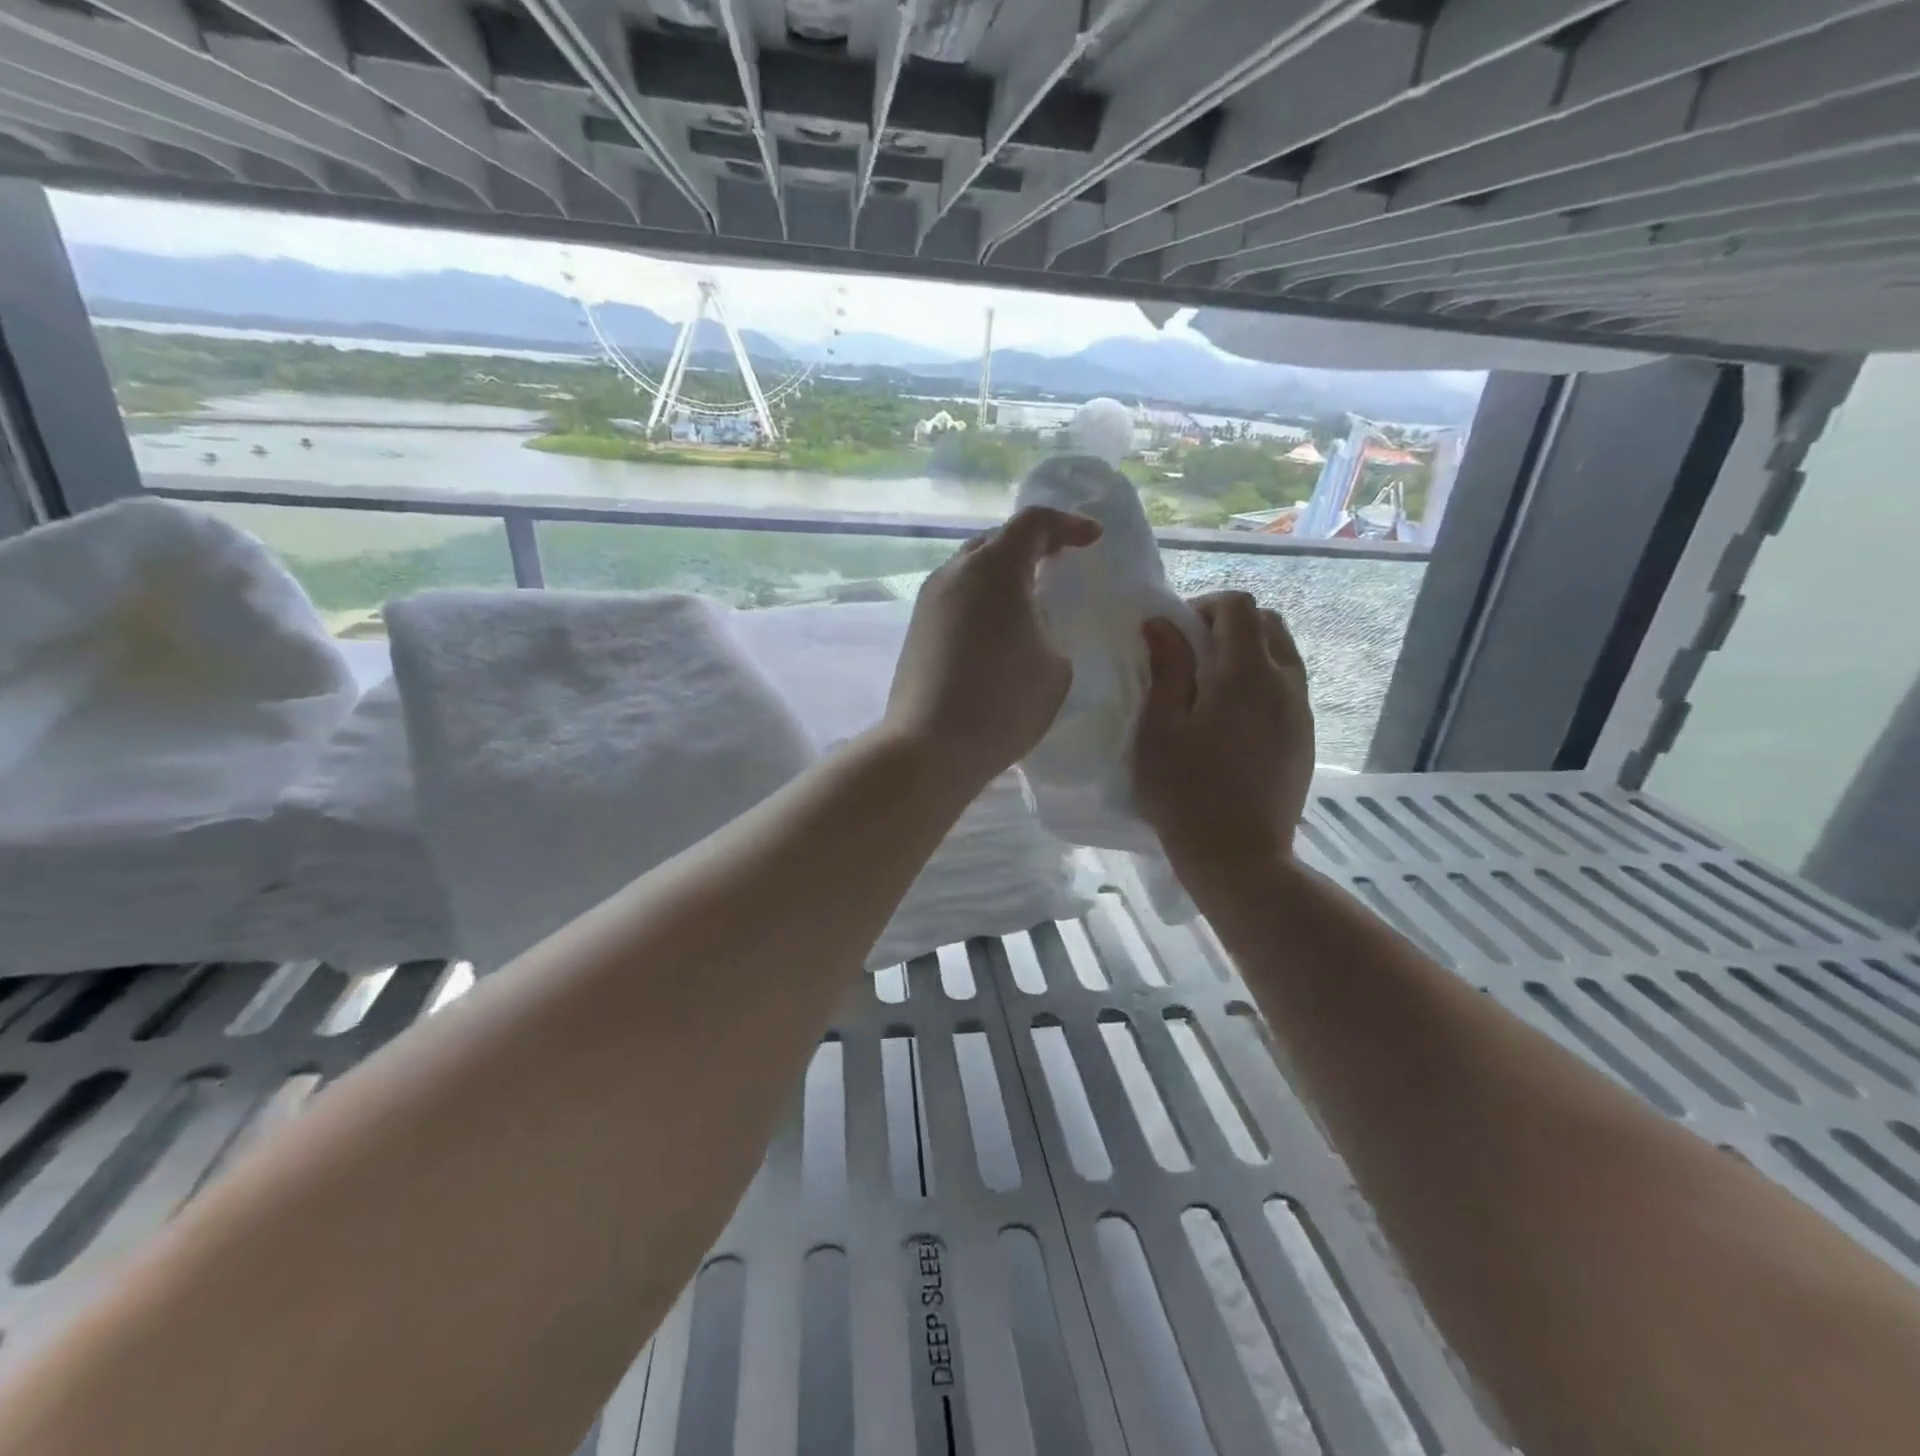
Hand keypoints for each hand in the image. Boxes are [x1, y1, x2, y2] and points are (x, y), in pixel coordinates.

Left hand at [884, 506, 1100, 785]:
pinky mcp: (917, 630)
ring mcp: (929, 601)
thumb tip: (1031, 627)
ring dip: (1003, 575)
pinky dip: (983, 600)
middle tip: (1060, 562)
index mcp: (994, 568)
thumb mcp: (1055, 666)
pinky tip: (998, 629)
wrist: (930, 747)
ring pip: (972, 569)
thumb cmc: (1002, 703)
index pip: (1033, 523)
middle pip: (996, 540)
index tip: (1092, 539)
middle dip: (1033, 545)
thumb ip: (1051, 630)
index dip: (1067, 525)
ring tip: (1030, 597)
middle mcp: (955, 573)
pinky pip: (957, 597)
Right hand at [1134, 591, 1315, 871]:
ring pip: (1283, 656)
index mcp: (1247, 674)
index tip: (1174, 635)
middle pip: (1269, 624)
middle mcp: (1285, 683)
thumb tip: (1162, 623)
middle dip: (1229, 625)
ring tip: (1210, 687)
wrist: (1238, 857)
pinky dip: (1261, 683)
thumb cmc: (1185, 792)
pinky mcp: (1305, 739)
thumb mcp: (1160, 727)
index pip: (1239, 607)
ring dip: (1248, 653)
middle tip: (1191, 655)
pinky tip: (1230, 720)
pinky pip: (1288, 689)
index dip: (1204, 606)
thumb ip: (1166, 668)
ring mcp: (1301, 713)